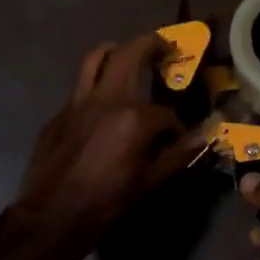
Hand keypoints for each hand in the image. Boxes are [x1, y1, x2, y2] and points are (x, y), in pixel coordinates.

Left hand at [12, 33, 202, 252]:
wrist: (51, 216)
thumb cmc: (106, 202)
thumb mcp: (149, 182)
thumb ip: (179, 154)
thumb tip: (207, 134)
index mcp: (133, 118)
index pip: (165, 112)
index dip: (176, 125)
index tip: (178, 137)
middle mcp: (106, 100)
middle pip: (129, 54)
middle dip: (150, 43)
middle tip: (164, 45)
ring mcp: (78, 103)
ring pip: (95, 58)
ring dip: (115, 50)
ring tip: (127, 52)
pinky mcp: (60, 113)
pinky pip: (80, 87)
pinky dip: (95, 83)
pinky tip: (102, 104)